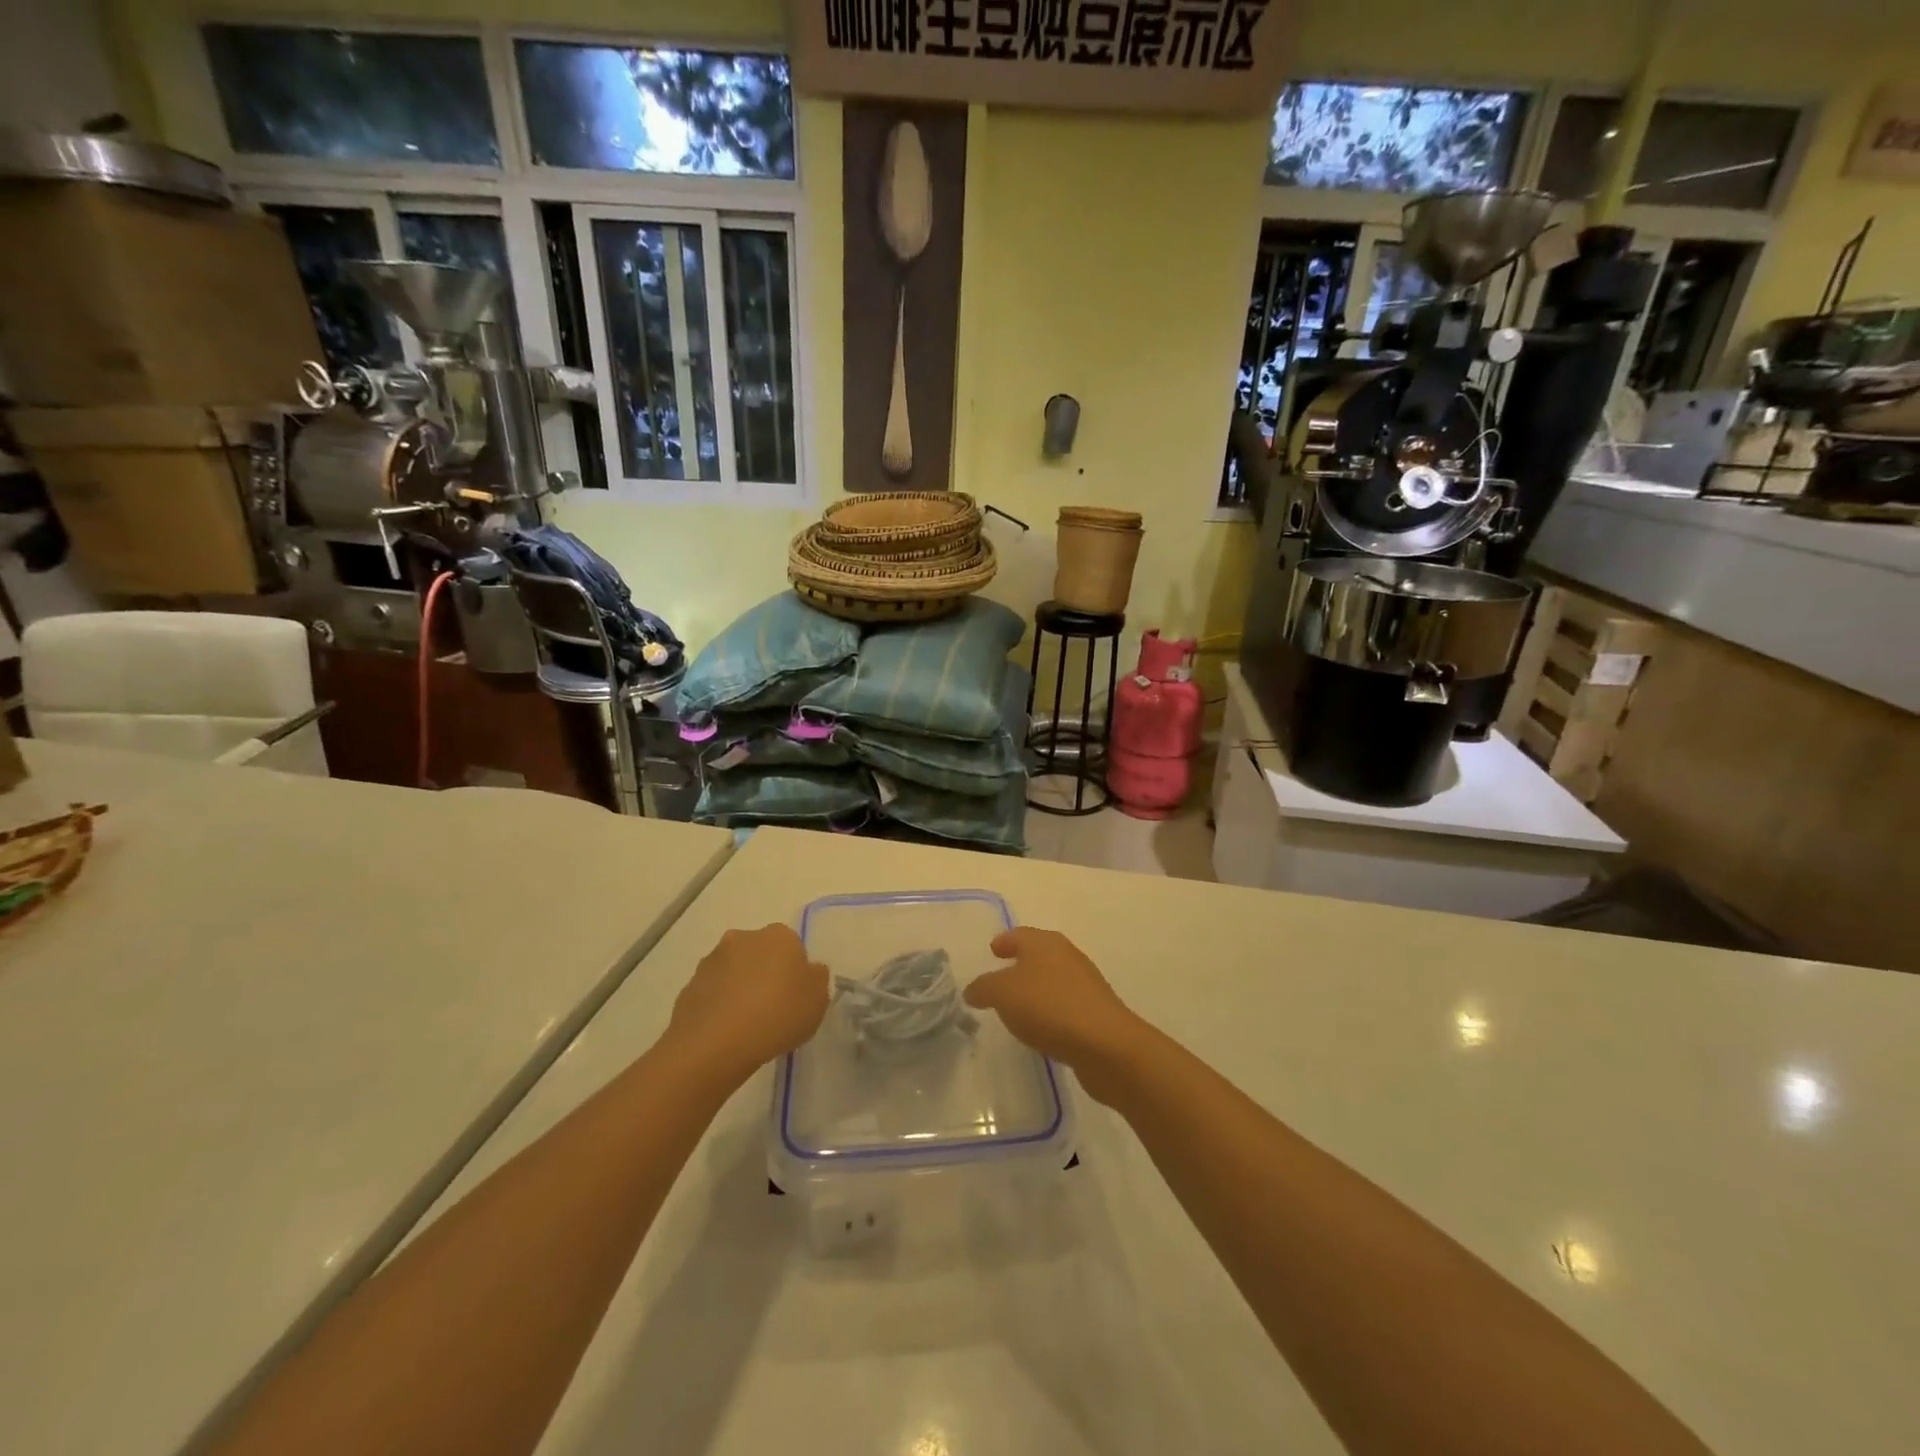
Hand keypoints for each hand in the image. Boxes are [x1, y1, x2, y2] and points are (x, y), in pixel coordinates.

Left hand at [668, 925, 828, 1082]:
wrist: (715, 1044)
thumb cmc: (777, 1015)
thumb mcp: (818, 1000)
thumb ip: (817, 979)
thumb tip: (809, 970)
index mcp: (779, 936)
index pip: (792, 946)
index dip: (795, 972)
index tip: (795, 997)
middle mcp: (743, 938)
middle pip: (760, 954)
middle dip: (765, 974)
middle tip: (773, 1009)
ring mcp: (712, 961)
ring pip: (734, 971)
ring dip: (740, 988)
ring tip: (747, 1025)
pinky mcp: (689, 985)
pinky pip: (712, 993)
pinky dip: (719, 1006)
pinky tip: (725, 1032)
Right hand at [964, 928, 1147, 1103]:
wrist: (1105, 1044)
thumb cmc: (1049, 1007)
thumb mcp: (1003, 994)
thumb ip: (984, 988)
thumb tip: (972, 989)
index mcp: (1045, 943)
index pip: (1019, 935)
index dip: (1004, 941)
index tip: (992, 950)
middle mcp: (1067, 956)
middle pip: (1038, 954)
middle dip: (1019, 963)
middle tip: (999, 977)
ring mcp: (1084, 983)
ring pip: (1052, 979)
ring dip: (1035, 988)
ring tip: (1016, 1005)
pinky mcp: (1094, 1011)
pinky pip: (1063, 1004)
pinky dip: (1049, 1009)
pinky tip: (1040, 1027)